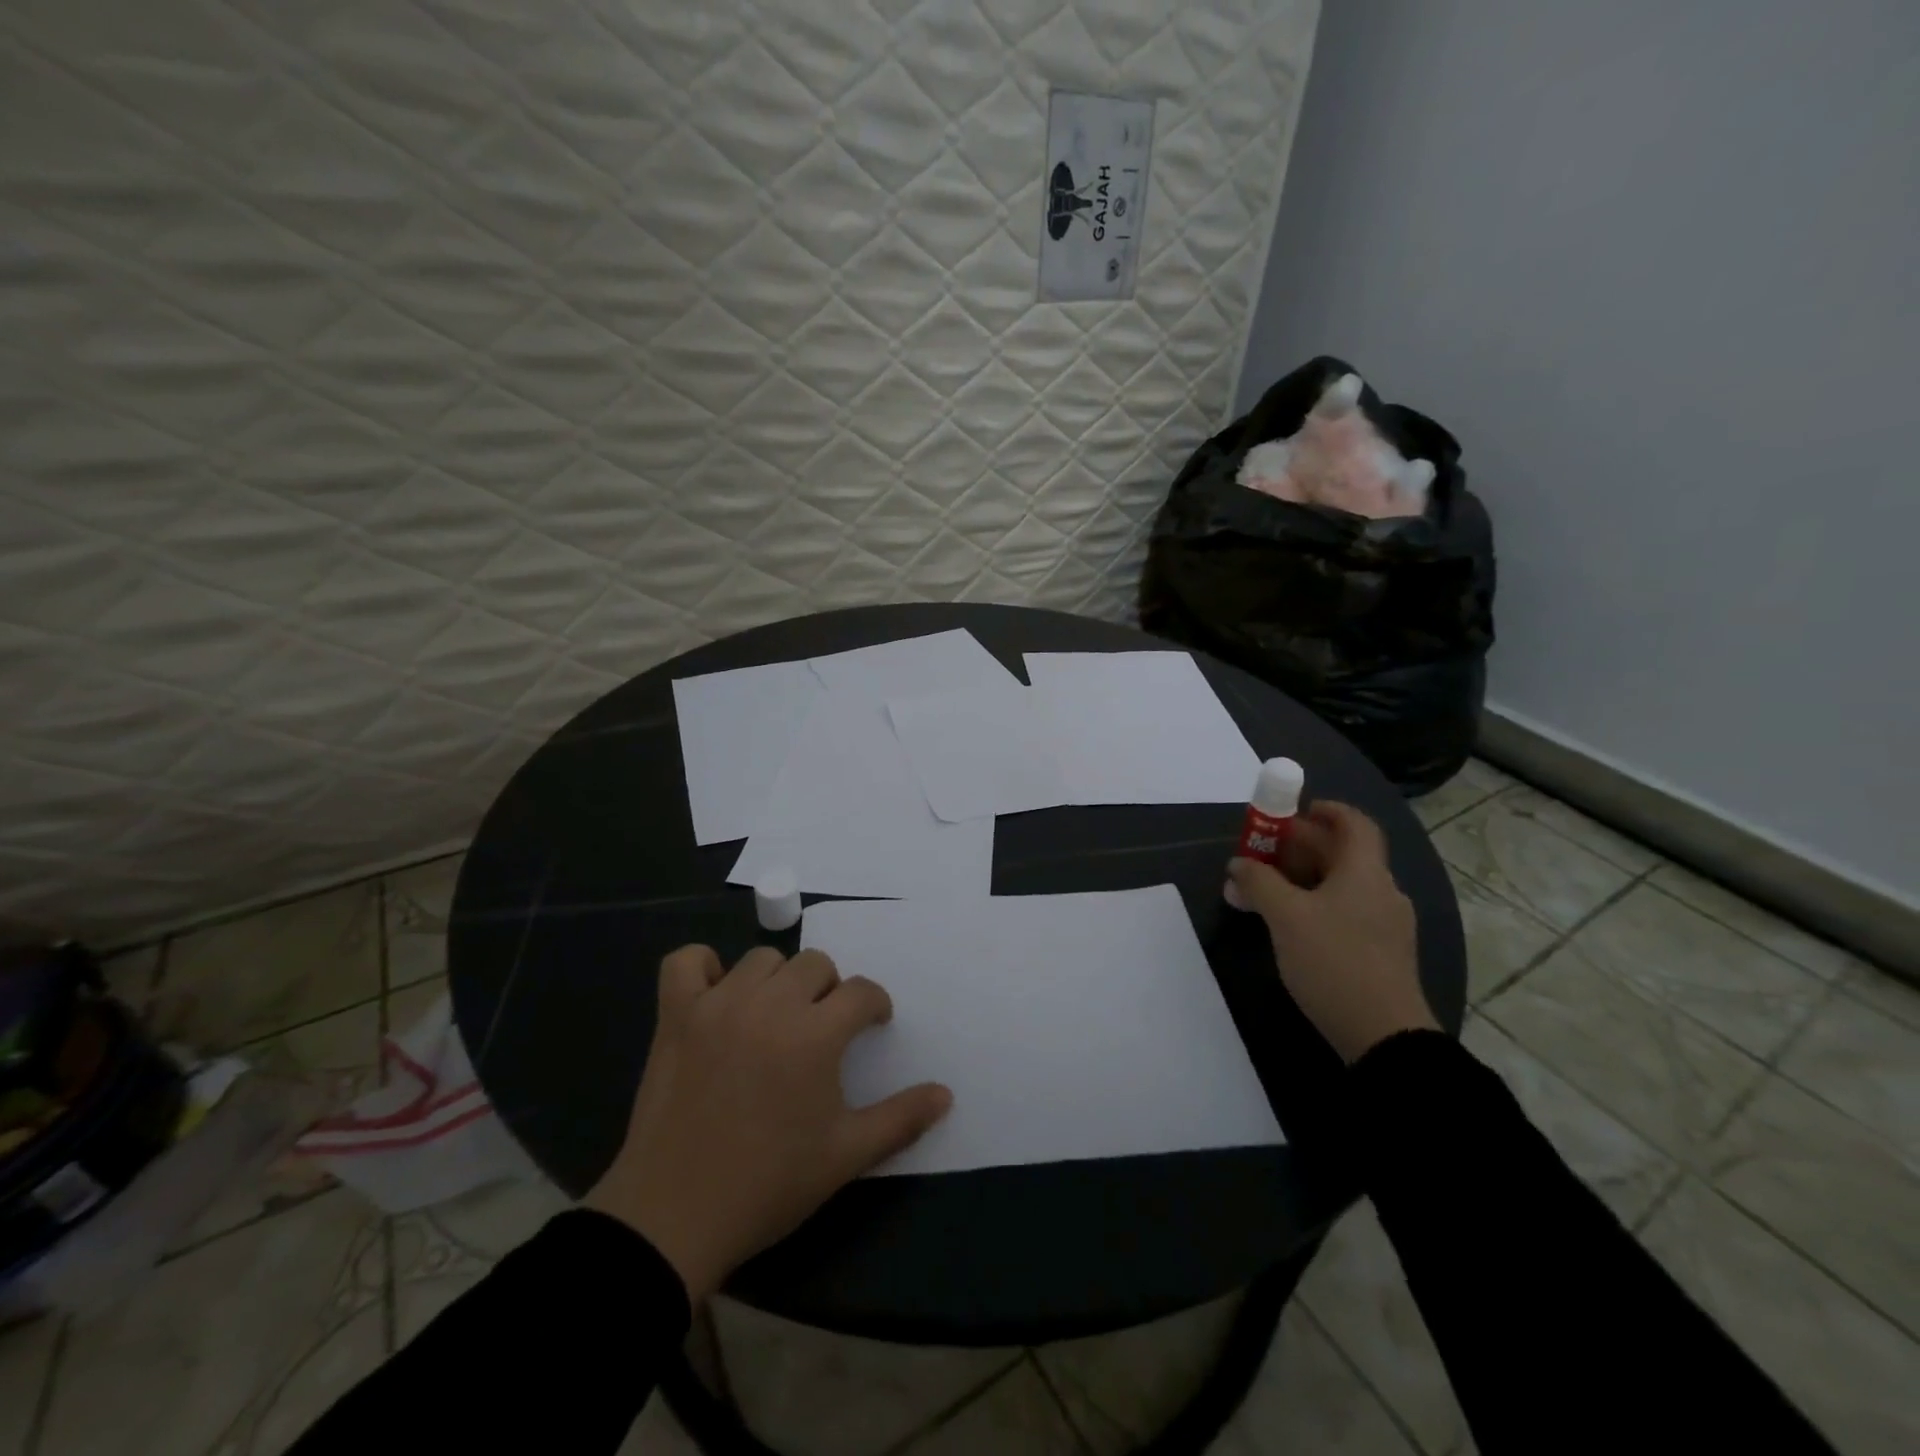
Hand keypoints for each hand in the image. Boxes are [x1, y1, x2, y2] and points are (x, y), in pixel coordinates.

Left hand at [585, 945, 951, 1302]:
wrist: (673, 1218)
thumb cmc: (768, 1186)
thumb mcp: (845, 1157)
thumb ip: (901, 1119)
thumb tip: (946, 1094)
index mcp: (815, 1034)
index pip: (861, 992)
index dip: (874, 1006)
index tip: (872, 1025)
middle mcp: (770, 1005)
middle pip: (815, 964)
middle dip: (829, 990)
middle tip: (822, 1028)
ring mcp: (718, 1005)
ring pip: (762, 959)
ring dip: (778, 981)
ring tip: (775, 1017)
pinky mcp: (676, 1016)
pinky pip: (686, 961)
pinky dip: (704, 967)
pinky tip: (716, 995)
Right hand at [1228, 801, 1436, 1063]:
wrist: (1383, 1035)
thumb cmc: (1334, 961)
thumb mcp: (1285, 916)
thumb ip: (1258, 882)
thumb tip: (1238, 864)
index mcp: (1365, 872)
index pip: (1354, 824)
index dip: (1327, 811)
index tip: (1294, 811)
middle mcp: (1382, 890)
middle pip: (1344, 853)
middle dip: (1302, 846)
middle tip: (1265, 849)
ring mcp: (1385, 924)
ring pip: (1343, 884)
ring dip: (1306, 877)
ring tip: (1268, 887)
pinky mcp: (1381, 953)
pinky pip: (1347, 911)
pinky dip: (1318, 903)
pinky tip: (1291, 923)